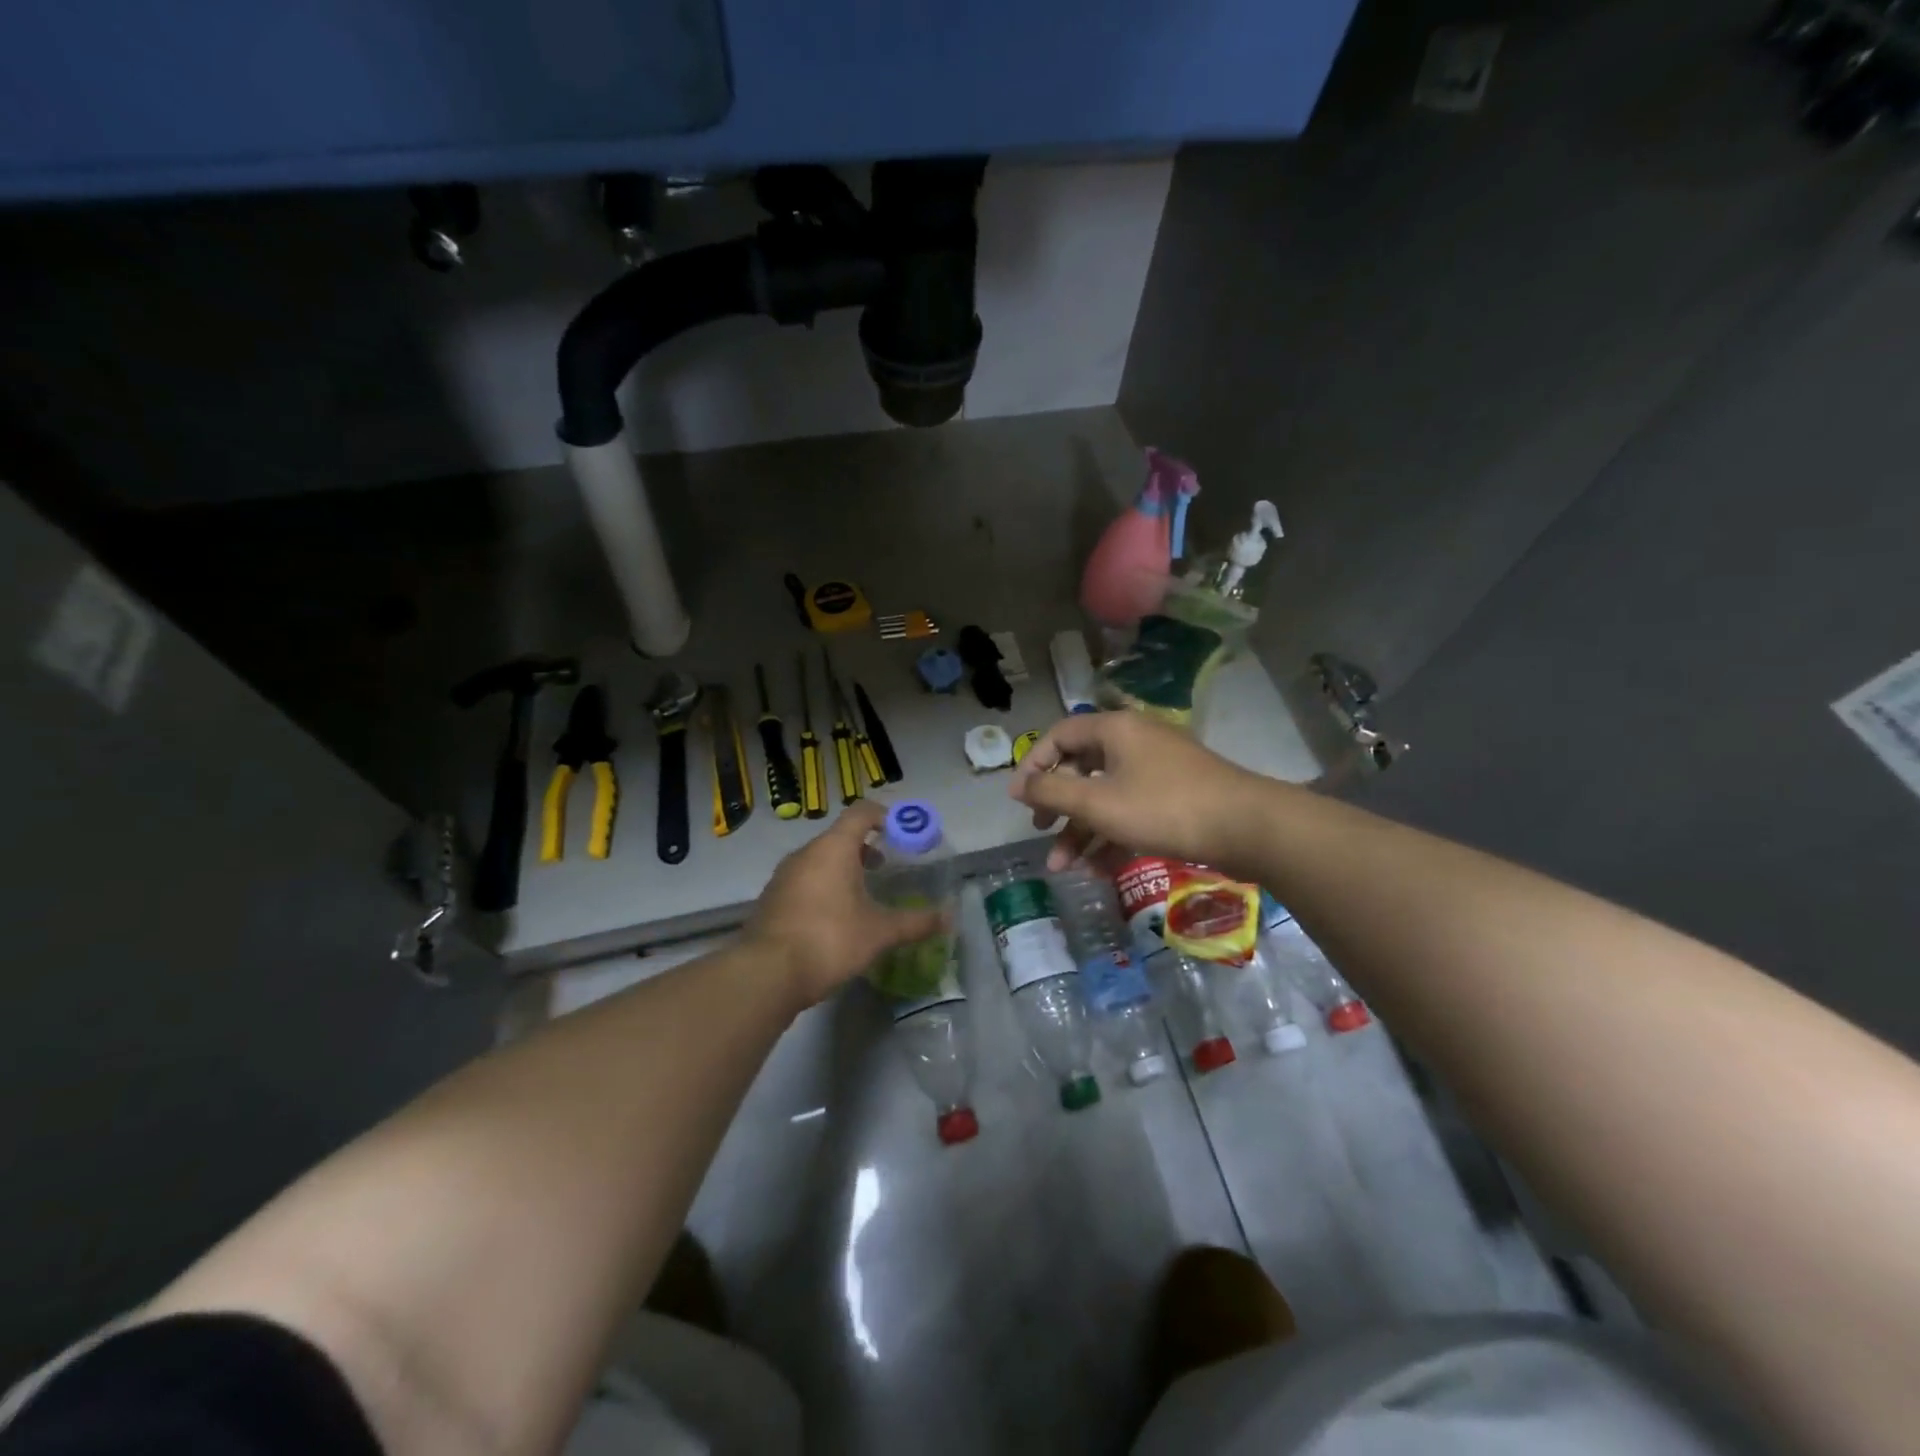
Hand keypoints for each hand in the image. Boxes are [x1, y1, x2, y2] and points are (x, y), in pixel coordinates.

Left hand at [746, 802, 946, 1006]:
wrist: (766, 973)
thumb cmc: (830, 940)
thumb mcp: (880, 932)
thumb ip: (916, 922)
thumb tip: (951, 918)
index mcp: (833, 848)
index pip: (861, 813)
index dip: (884, 816)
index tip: (902, 832)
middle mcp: (806, 853)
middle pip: (839, 836)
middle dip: (864, 847)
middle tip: (886, 866)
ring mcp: (784, 876)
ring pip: (819, 859)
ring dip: (842, 868)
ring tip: (863, 894)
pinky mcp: (772, 899)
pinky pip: (804, 880)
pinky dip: (823, 886)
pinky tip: (835, 917)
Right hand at [1007, 711, 1267, 873]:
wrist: (1248, 827)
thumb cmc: (1163, 807)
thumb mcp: (1098, 803)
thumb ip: (1052, 792)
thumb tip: (1021, 786)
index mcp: (1114, 729)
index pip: (1059, 736)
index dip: (1034, 765)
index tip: (1020, 801)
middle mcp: (1134, 741)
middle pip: (1081, 768)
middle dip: (1058, 807)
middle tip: (1040, 831)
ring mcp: (1158, 769)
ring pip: (1107, 796)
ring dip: (1083, 831)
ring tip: (1065, 868)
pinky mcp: (1176, 795)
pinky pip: (1132, 810)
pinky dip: (1113, 836)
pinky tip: (1101, 871)